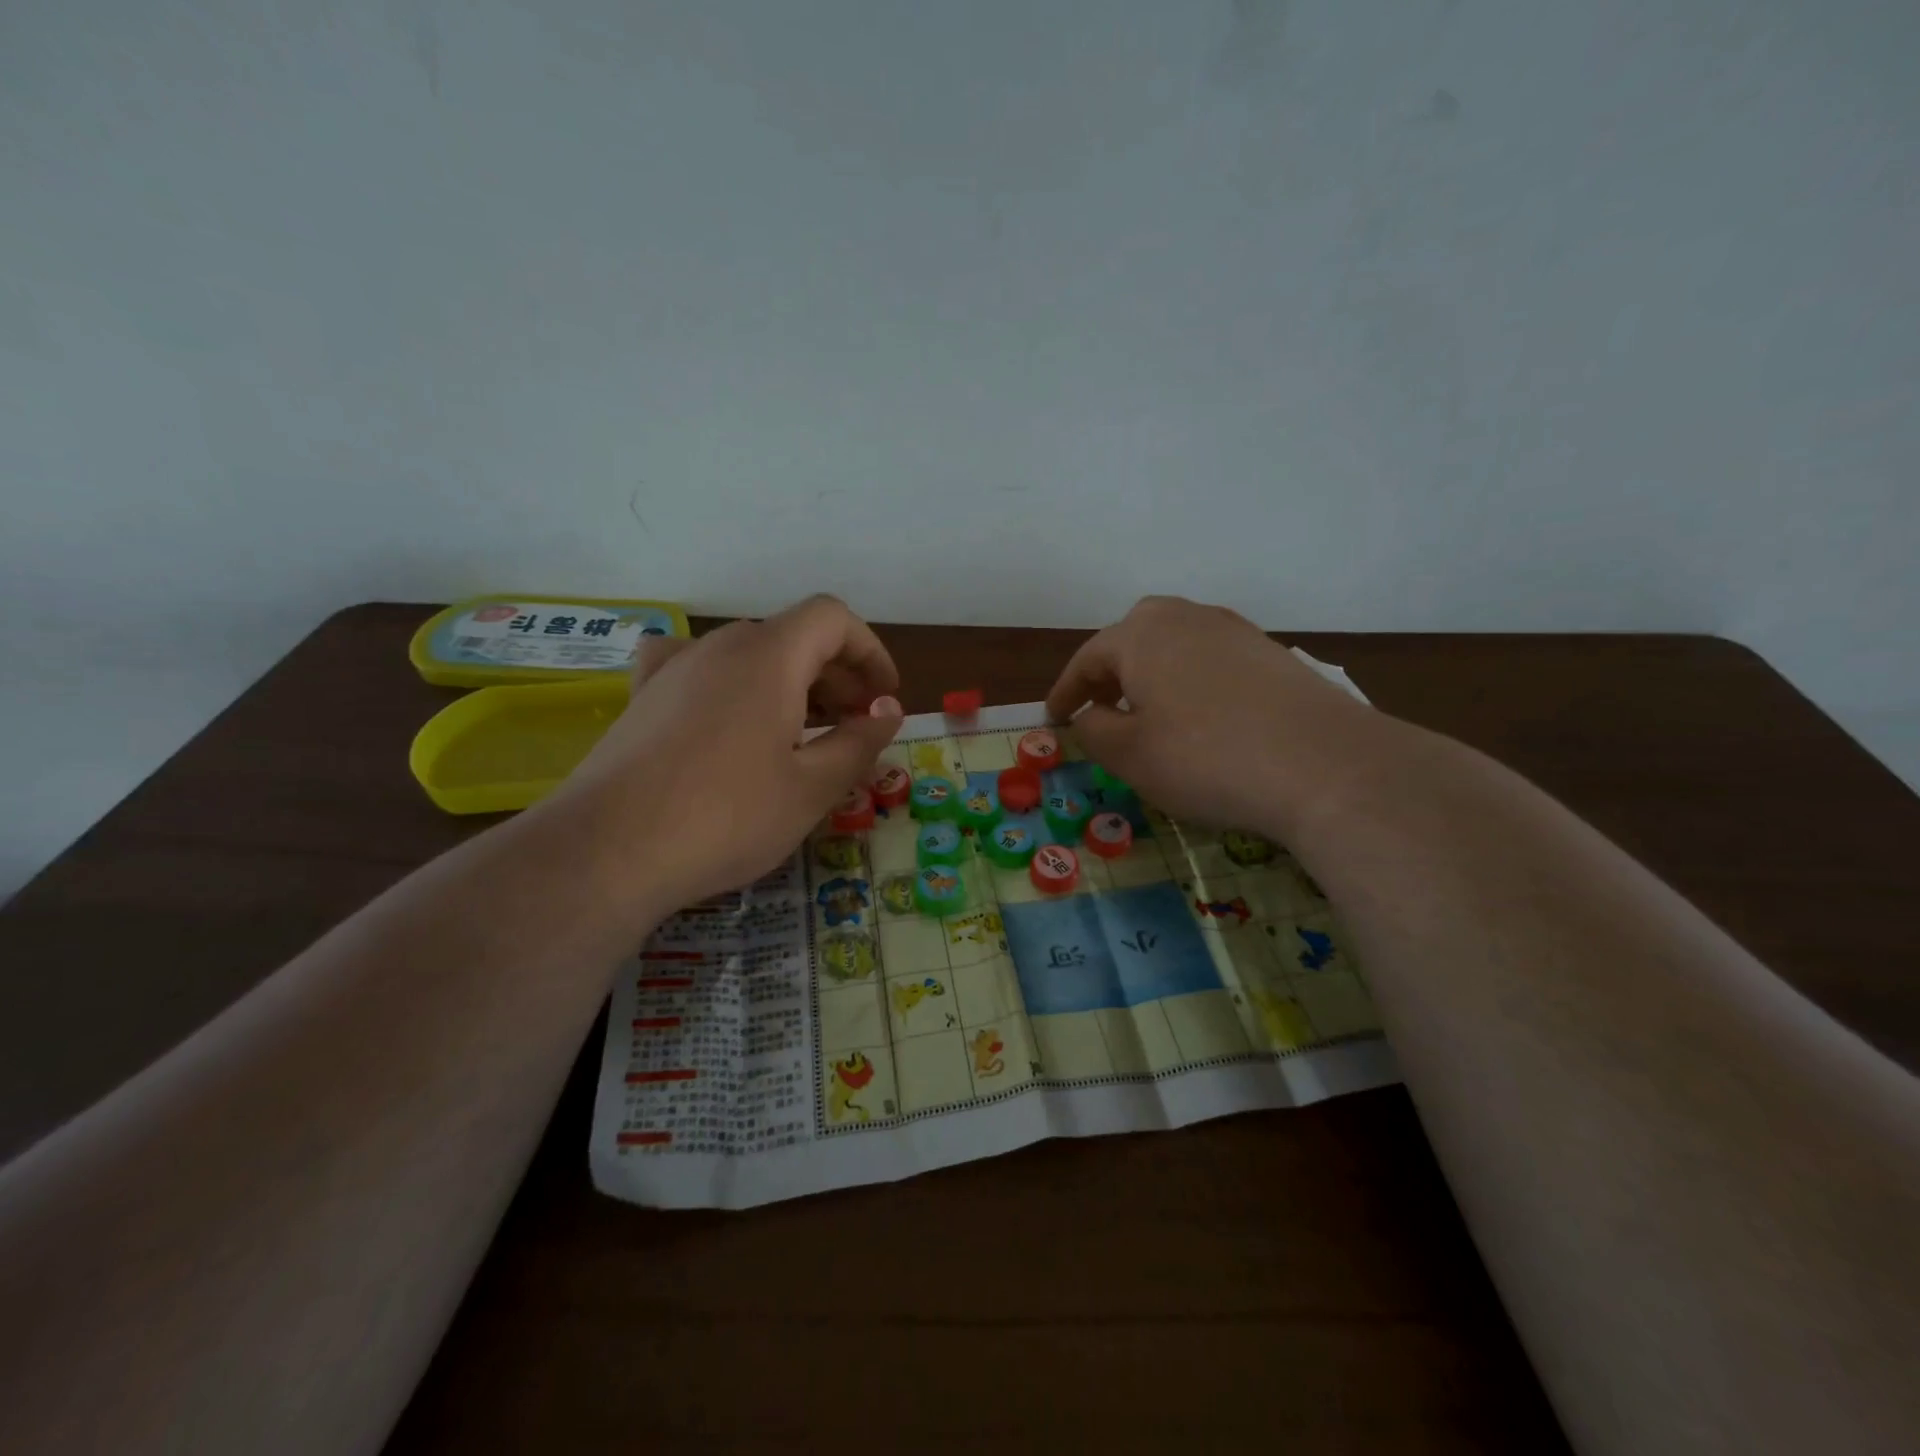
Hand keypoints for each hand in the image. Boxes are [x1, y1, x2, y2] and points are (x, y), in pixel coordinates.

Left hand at [541, 595, 902, 915]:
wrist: (608, 851)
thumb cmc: (727, 817)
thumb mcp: (812, 787)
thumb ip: (860, 741)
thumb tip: (889, 710)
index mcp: (769, 655)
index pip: (833, 618)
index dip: (870, 651)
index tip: (883, 699)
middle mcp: (720, 645)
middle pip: (793, 636)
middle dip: (836, 676)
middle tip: (853, 729)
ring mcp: (674, 668)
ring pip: (749, 656)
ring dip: (790, 684)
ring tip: (802, 737)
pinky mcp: (643, 697)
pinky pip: (697, 669)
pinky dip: (730, 684)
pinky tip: (727, 716)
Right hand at [1044, 596, 1379, 837]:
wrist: (1324, 764)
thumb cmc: (1205, 759)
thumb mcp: (1130, 755)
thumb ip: (1094, 729)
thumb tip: (1090, 714)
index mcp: (1141, 635)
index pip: (1088, 658)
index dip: (1065, 691)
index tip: (1054, 719)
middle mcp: (1186, 618)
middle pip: (1133, 637)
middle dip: (1110, 672)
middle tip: (1101, 708)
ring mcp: (1234, 630)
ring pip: (1175, 644)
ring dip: (1151, 673)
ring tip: (1148, 712)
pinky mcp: (1271, 652)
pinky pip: (1211, 658)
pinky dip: (1190, 680)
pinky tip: (1202, 716)